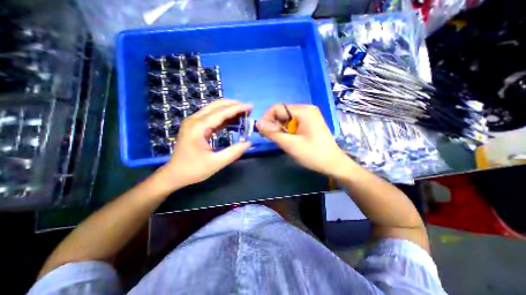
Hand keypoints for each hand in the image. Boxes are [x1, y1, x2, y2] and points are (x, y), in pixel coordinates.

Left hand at [160, 99, 251, 186]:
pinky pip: (211, 116)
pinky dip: (223, 116)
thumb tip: (249, 143)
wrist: (174, 174)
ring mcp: (193, 122)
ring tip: (243, 113)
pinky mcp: (195, 126)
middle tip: (248, 108)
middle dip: (233, 105)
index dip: (237, 109)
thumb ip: (234, 152)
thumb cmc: (194, 170)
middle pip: (216, 106)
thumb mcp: (216, 163)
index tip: (250, 107)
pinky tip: (232, 120)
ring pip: (213, 109)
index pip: (221, 113)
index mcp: (198, 128)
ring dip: (229, 109)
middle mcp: (194, 120)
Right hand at [256, 105, 349, 175]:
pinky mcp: (310, 123)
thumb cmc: (313, 154)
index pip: (277, 108)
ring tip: (280, 140)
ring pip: (287, 118)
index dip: (266, 118)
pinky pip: (293, 123)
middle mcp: (306, 109)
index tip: (261, 131)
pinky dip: (287, 130)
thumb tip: (258, 123)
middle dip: (273, 124)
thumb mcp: (290, 144)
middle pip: (282, 112)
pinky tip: (288, 139)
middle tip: (270, 138)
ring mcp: (309, 116)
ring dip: (280, 128)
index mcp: (303, 111)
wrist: (333, 164)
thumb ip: (272, 133)